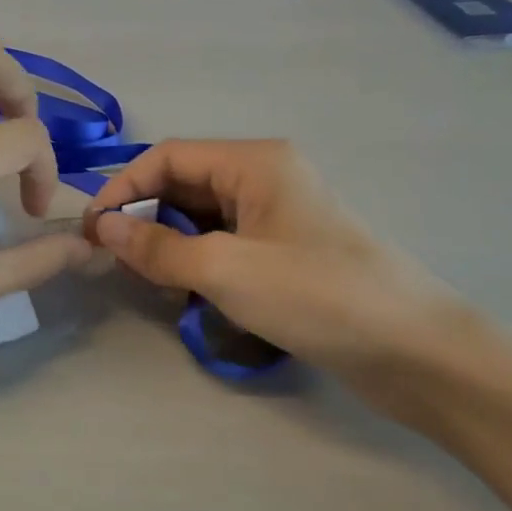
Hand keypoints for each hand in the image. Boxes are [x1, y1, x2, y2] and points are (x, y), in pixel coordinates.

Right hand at [86, 140, 473, 418]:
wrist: (419, 352)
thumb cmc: (318, 296)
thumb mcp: (226, 270)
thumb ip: (157, 248)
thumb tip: (103, 229)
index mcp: (255, 162)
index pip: (169, 157)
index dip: (123, 188)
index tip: (93, 230)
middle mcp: (266, 177)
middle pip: (185, 183)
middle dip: (145, 216)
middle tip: (113, 258)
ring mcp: (279, 215)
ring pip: (203, 215)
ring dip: (169, 241)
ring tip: (145, 277)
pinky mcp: (288, 250)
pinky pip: (226, 241)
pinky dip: (197, 259)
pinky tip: (185, 289)